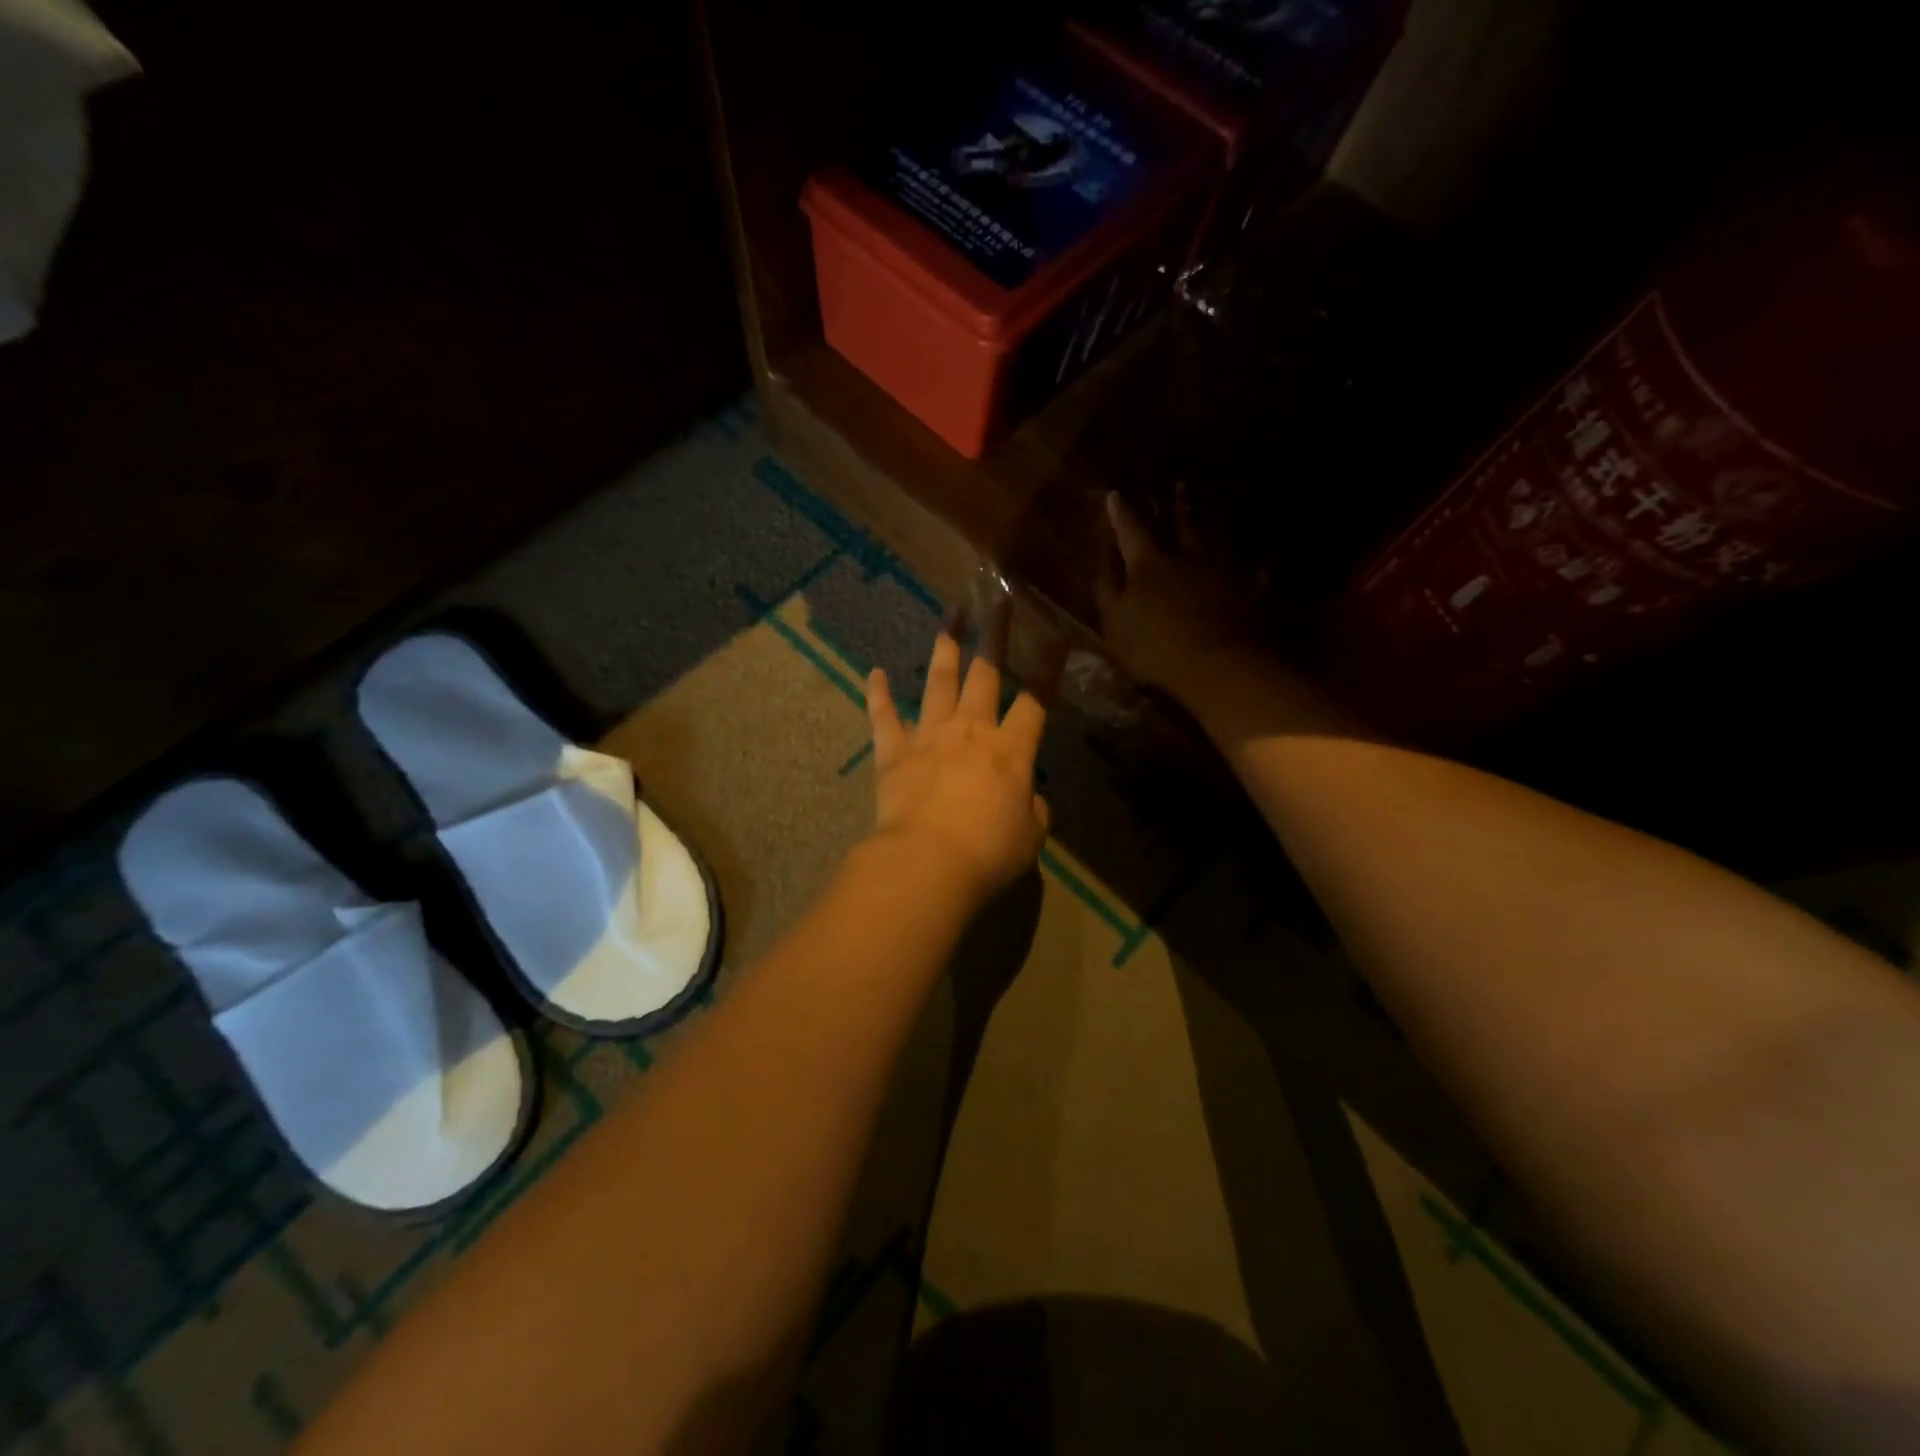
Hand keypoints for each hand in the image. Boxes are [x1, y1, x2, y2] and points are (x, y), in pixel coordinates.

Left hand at [864, 620, 1050, 908]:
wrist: (926, 861)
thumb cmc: (988, 852)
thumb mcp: (1030, 836)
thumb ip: (1033, 809)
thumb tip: (1027, 796)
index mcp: (1010, 750)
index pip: (1035, 702)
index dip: (1048, 672)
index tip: (1056, 640)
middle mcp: (970, 730)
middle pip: (986, 674)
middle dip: (995, 636)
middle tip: (996, 602)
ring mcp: (929, 736)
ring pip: (939, 682)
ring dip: (945, 648)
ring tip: (949, 619)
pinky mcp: (893, 752)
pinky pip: (883, 716)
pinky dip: (878, 694)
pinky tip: (874, 673)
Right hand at [1095, 492, 1248, 699]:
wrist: (1217, 665)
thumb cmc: (1155, 648)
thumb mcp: (1115, 624)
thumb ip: (1108, 592)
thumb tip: (1103, 564)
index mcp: (1148, 566)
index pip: (1131, 532)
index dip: (1121, 514)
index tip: (1116, 494)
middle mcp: (1188, 558)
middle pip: (1181, 525)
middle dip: (1176, 506)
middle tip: (1178, 484)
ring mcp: (1223, 572)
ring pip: (1218, 538)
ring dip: (1214, 521)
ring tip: (1214, 507)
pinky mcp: (1251, 590)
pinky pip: (1257, 569)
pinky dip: (1260, 560)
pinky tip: (1266, 552)